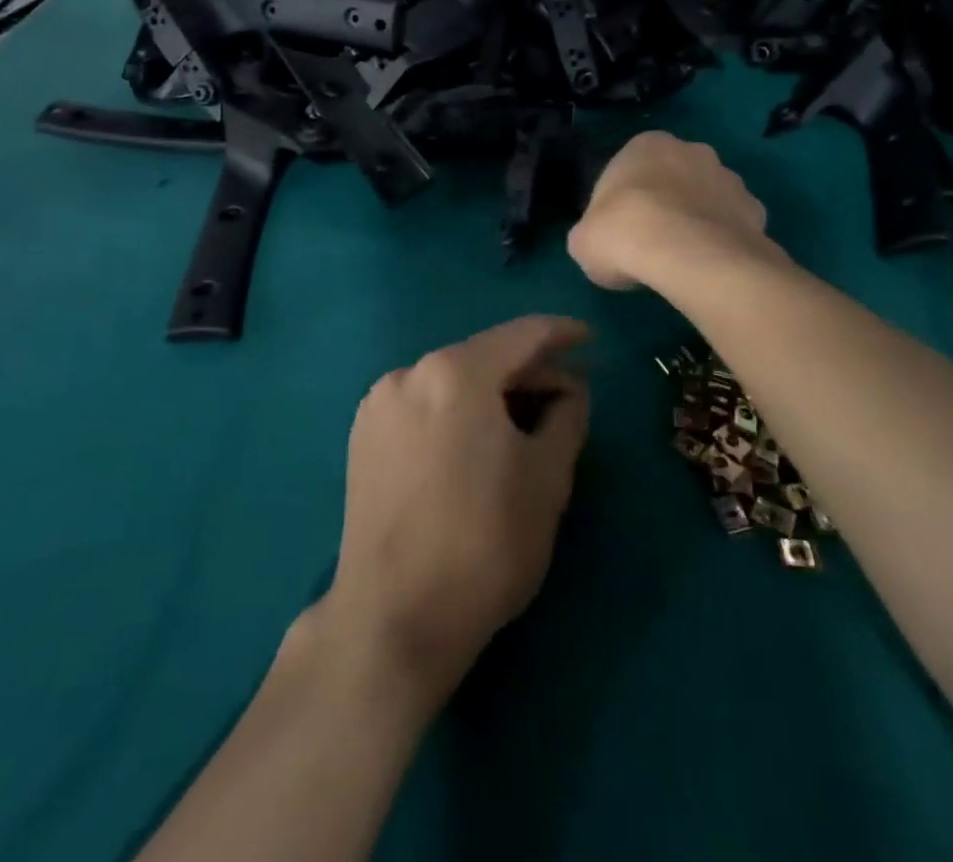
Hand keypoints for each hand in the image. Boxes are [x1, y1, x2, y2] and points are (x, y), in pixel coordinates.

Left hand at [319, 316, 591, 708]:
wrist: (394, 618)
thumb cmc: (485, 543)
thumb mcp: (548, 478)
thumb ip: (567, 416)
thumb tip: (570, 390)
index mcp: (455, 372)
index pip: (522, 335)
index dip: (561, 334)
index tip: (589, 339)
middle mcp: (410, 372)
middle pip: (483, 356)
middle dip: (529, 372)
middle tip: (567, 399)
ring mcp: (380, 403)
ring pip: (452, 380)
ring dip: (493, 393)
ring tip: (525, 425)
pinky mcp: (363, 436)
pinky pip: (424, 404)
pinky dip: (457, 411)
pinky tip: (476, 444)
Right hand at [568, 131, 772, 290]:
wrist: (688, 256)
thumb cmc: (624, 234)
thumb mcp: (583, 240)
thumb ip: (594, 233)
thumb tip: (602, 244)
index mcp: (646, 144)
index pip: (629, 169)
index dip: (621, 203)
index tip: (618, 232)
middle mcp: (692, 150)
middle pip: (673, 178)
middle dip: (665, 204)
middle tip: (650, 244)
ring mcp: (730, 178)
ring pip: (707, 199)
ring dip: (697, 221)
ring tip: (682, 261)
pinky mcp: (757, 211)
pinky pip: (733, 226)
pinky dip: (723, 243)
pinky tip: (710, 268)